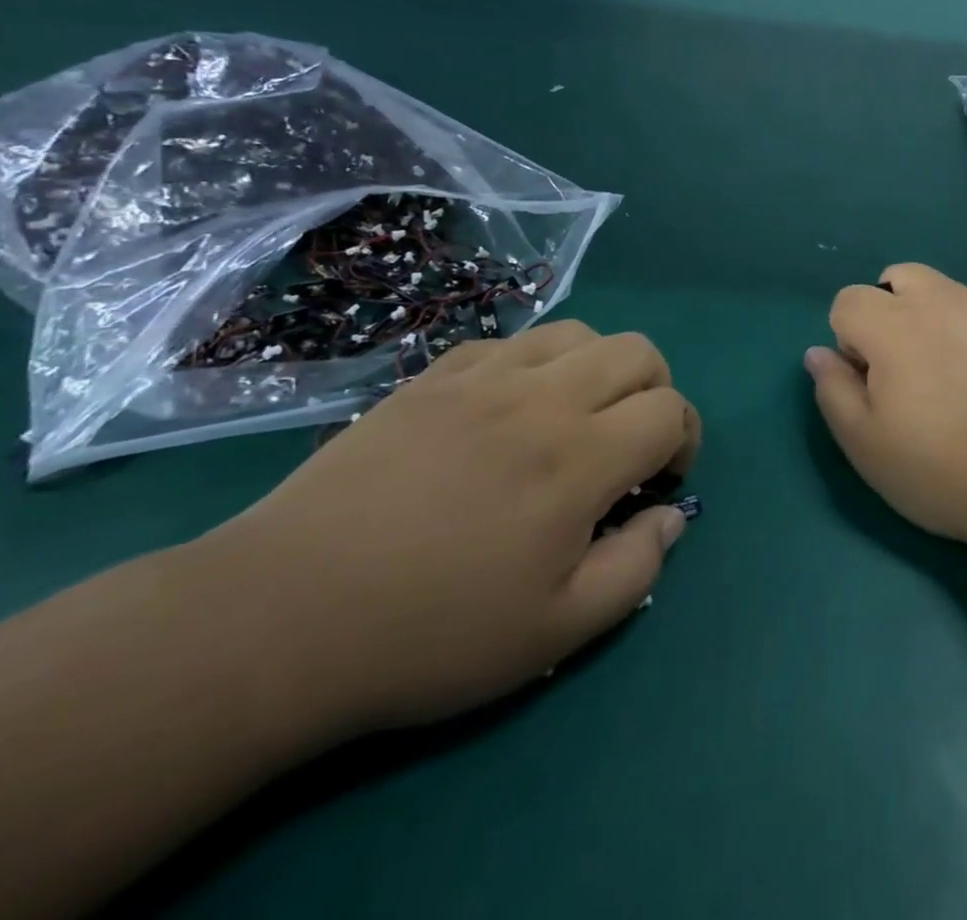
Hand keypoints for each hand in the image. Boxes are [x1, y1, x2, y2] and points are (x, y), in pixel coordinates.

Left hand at [184, 321, 698, 738]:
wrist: (283, 616)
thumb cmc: (431, 634)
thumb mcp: (554, 632)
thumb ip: (636, 568)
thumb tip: (672, 516)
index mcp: (580, 458)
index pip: (670, 410)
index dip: (683, 441)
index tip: (658, 482)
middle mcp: (544, 398)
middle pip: (638, 353)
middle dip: (655, 392)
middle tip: (628, 445)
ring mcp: (486, 376)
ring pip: (580, 333)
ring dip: (600, 368)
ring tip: (575, 417)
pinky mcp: (436, 374)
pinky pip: (513, 341)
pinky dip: (536, 363)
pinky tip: (510, 409)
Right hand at [805, 264, 966, 544]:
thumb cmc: (945, 470)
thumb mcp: (866, 446)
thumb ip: (833, 390)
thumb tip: (819, 353)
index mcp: (894, 325)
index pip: (848, 300)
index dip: (850, 340)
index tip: (872, 381)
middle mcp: (942, 300)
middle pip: (900, 278)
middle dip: (892, 311)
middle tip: (911, 368)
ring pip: (949, 293)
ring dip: (940, 321)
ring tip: (962, 377)